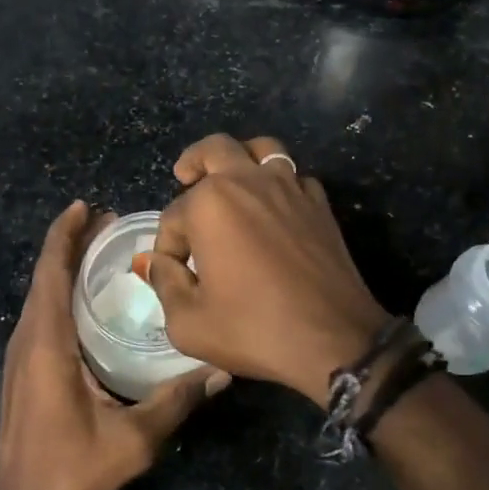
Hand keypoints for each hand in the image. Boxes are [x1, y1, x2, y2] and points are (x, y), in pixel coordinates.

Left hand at [0, 200, 228, 489]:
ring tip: (104, 251)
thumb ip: (176, 401)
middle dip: (73, 243)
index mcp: (46, 342)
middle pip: (46, 275)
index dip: (66, 234)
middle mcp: (28, 339)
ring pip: (42, 295)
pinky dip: (63, 292)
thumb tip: (221, 369)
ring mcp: (22, 356)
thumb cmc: (68, 473)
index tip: (88, 206)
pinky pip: (43, 315)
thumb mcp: (132, 439)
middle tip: (112, 222)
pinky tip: (91, 302)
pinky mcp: (25, 371)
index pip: (51, 271)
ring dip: (66, 266)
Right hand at [147, 134, 390, 406]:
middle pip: (214, 149)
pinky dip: (278, 183)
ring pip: (262, 149)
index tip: (172, 272)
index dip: (166, 246)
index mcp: (210, 203)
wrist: (334, 340)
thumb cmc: (254, 329)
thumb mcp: (189, 322)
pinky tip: (273, 208)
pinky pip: (294, 177)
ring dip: (240, 157)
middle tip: (184, 176)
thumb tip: (154, 262)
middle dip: (193, 162)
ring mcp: (289, 187)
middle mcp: (248, 182)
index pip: (173, 216)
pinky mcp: (319, 203)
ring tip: (231, 177)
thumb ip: (164, 283)